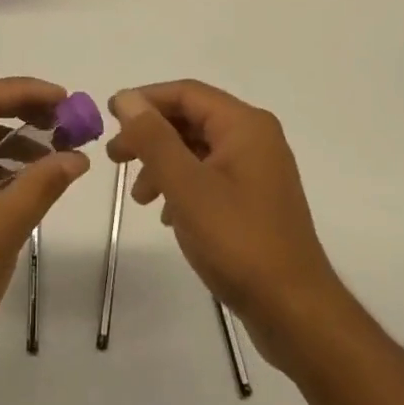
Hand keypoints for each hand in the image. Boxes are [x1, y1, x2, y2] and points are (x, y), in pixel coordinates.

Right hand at [108, 81, 351, 372]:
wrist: (294, 311)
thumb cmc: (238, 241)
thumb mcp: (186, 186)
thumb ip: (154, 138)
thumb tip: (126, 98)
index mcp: (245, 125)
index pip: (186, 93)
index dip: (145, 99)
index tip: (108, 116)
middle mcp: (255, 138)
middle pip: (192, 119)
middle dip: (150, 135)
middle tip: (115, 157)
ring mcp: (258, 169)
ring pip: (198, 149)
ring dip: (163, 163)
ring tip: (138, 196)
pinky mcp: (255, 198)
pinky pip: (210, 175)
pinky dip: (182, 185)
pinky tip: (166, 214)